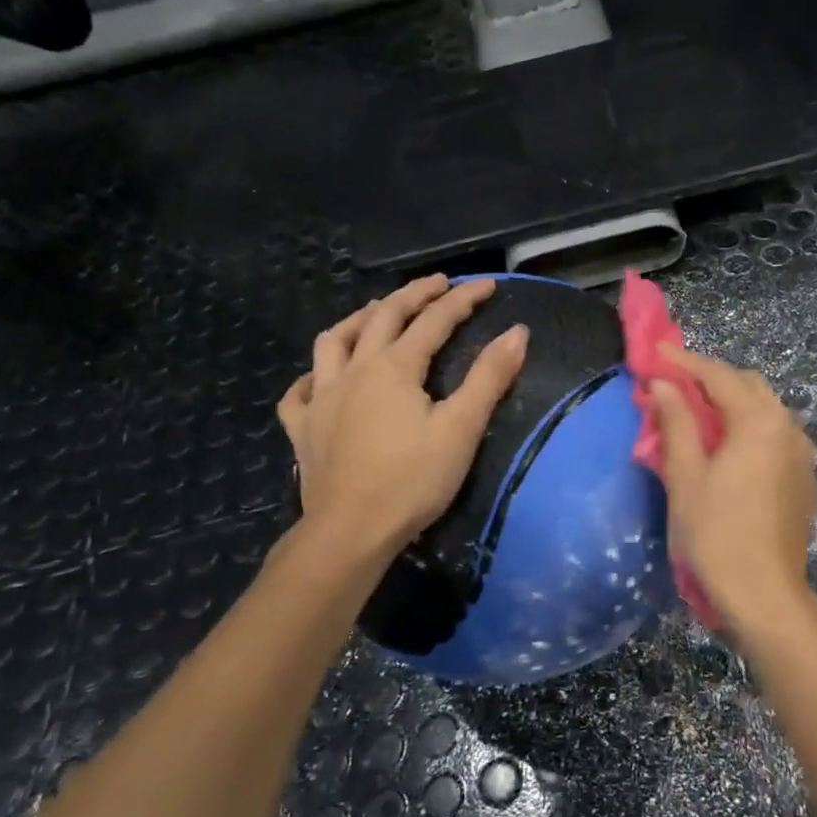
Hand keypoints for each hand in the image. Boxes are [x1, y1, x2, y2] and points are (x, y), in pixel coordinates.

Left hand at [278, 275, 527, 555]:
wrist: (351, 532)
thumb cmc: (412, 480)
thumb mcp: (462, 428)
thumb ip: (489, 377)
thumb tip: (517, 332)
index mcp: (394, 367)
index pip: (434, 321)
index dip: (463, 300)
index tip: (488, 285)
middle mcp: (353, 370)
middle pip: (382, 317)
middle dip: (413, 295)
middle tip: (438, 285)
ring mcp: (321, 398)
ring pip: (333, 341)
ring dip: (358, 319)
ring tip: (376, 312)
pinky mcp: (302, 429)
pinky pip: (298, 392)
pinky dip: (311, 376)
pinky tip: (319, 378)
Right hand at [649, 345, 816, 637]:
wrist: (765, 595)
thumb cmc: (716, 535)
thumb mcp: (686, 477)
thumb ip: (677, 423)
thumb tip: (664, 384)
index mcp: (759, 422)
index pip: (718, 376)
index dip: (684, 362)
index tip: (656, 353)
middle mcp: (788, 427)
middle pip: (747, 386)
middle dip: (710, 379)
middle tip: (674, 385)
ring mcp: (802, 453)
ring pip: (765, 410)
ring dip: (732, 403)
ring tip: (697, 415)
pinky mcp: (805, 477)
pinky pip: (775, 435)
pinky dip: (749, 428)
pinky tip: (728, 448)